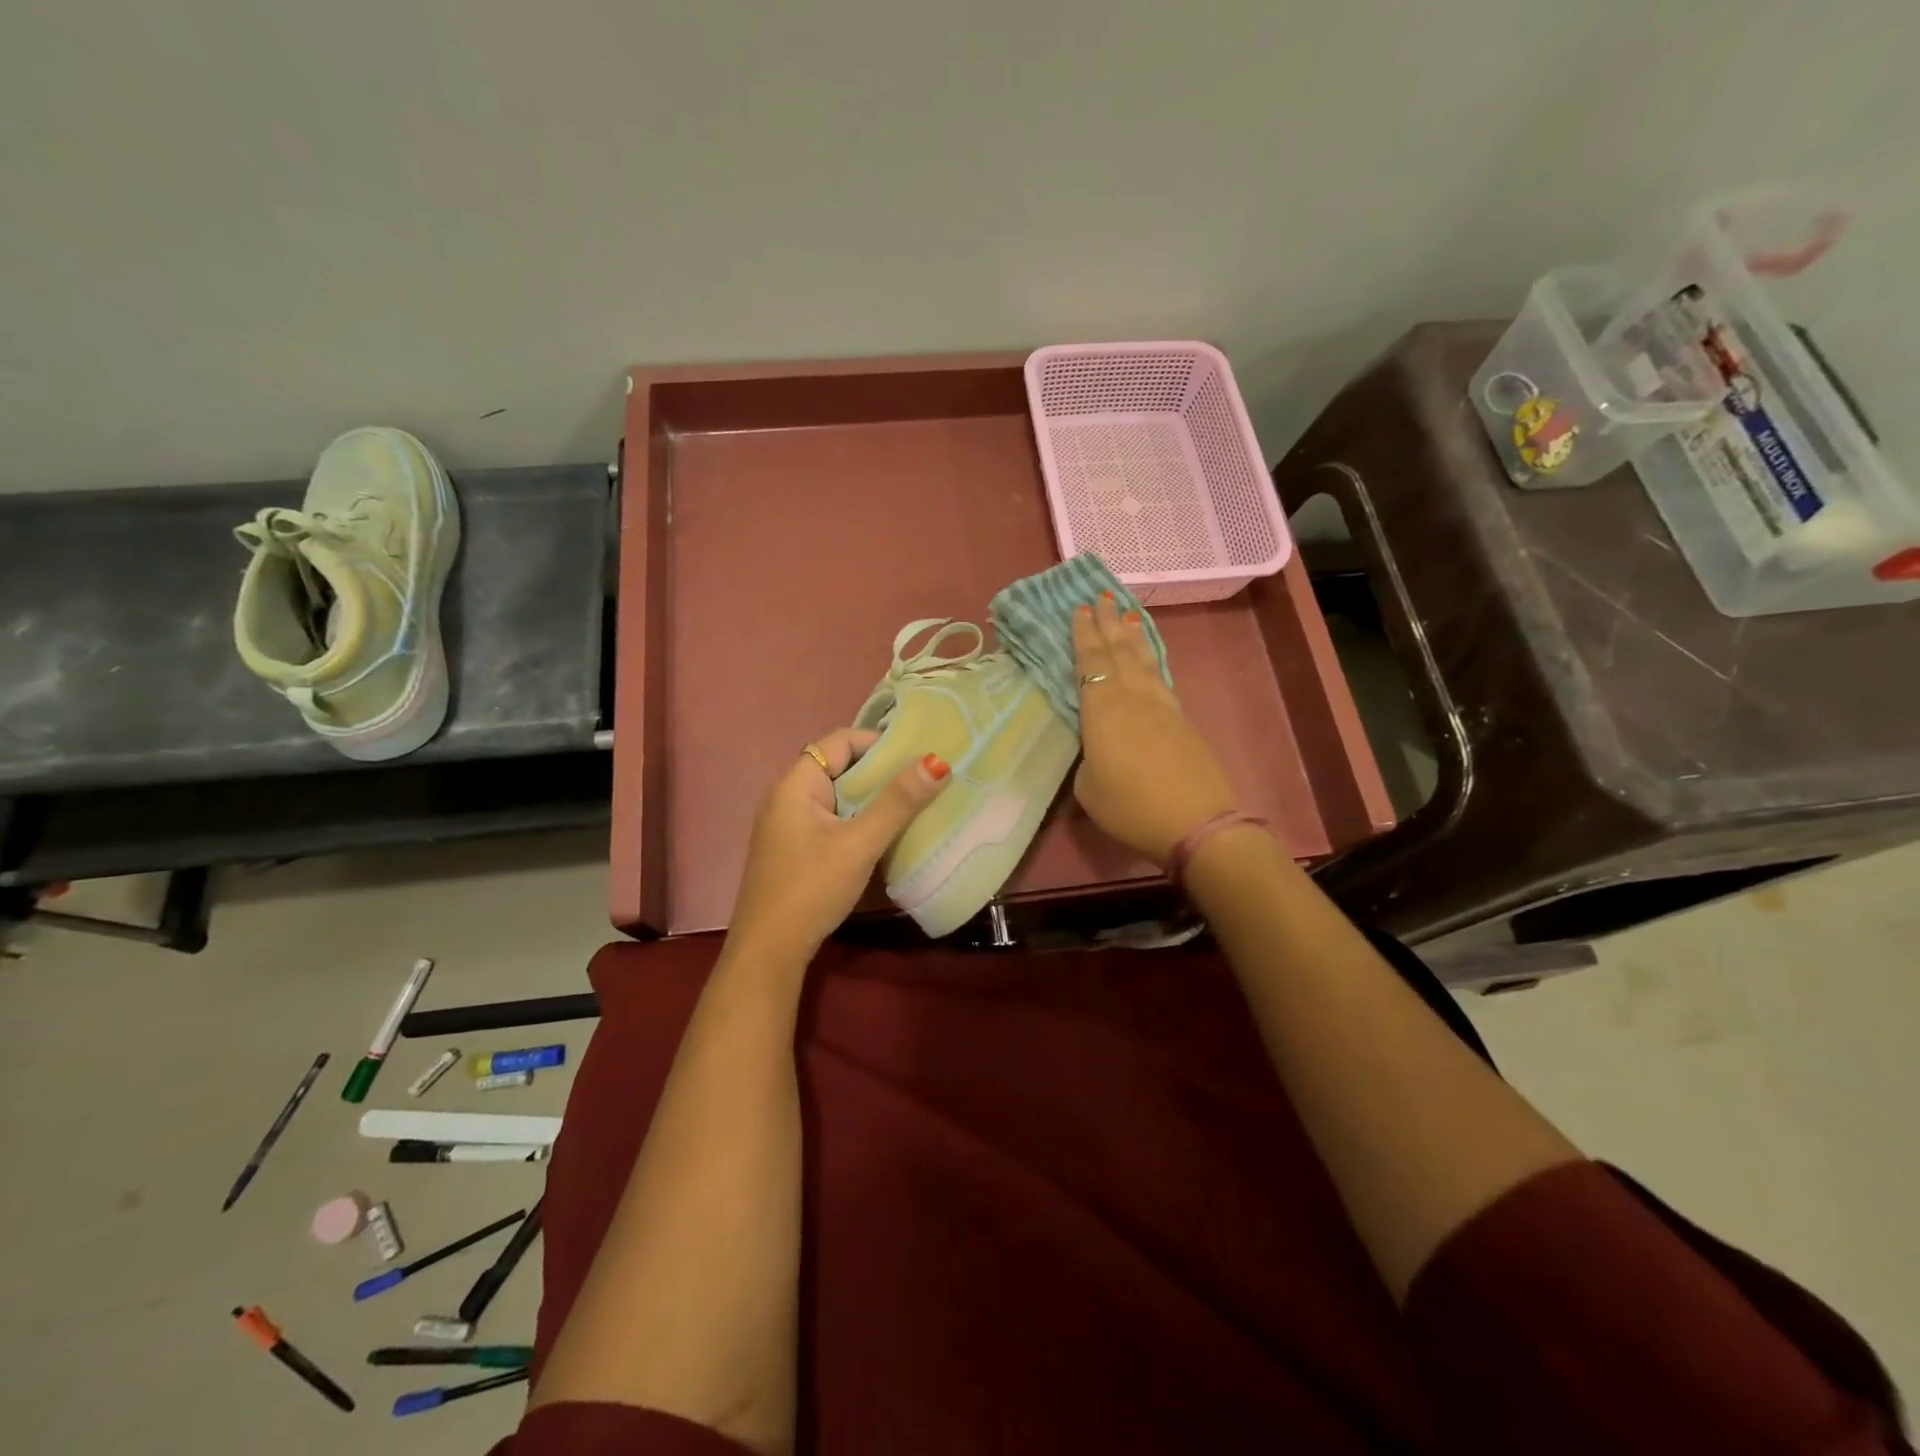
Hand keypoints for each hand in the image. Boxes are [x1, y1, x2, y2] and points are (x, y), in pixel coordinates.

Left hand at [727, 728, 951, 964]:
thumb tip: (936, 761)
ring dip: (872, 798)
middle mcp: (787, 797)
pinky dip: (859, 820)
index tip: (917, 754)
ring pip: (838, 797)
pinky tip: (885, 835)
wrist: (769, 952)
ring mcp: (788, 826)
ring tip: (914, 803)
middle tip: (923, 779)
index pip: (840, 741)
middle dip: (880, 772)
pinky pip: (832, 820)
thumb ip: (897, 803)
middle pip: (840, 767)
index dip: (878, 742)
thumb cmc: (811, 888)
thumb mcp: (859, 844)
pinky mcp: (795, 850)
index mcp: (795, 785)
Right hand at [1072, 595, 1238, 866]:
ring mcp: (1161, 706)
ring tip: (1126, 614)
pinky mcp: (1181, 719)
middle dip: (1108, 623)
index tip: (1080, 608)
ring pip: (1143, 660)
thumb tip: (1096, 750)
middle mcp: (1132, 697)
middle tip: (1102, 596)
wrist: (1196, 822)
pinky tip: (1149, 658)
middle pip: (1118, 651)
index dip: (1083, 635)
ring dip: (1132, 636)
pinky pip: (1160, 677)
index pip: (1089, 662)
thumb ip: (1087, 760)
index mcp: (1102, 709)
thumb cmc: (1130, 806)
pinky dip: (1151, 659)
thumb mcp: (1088, 789)